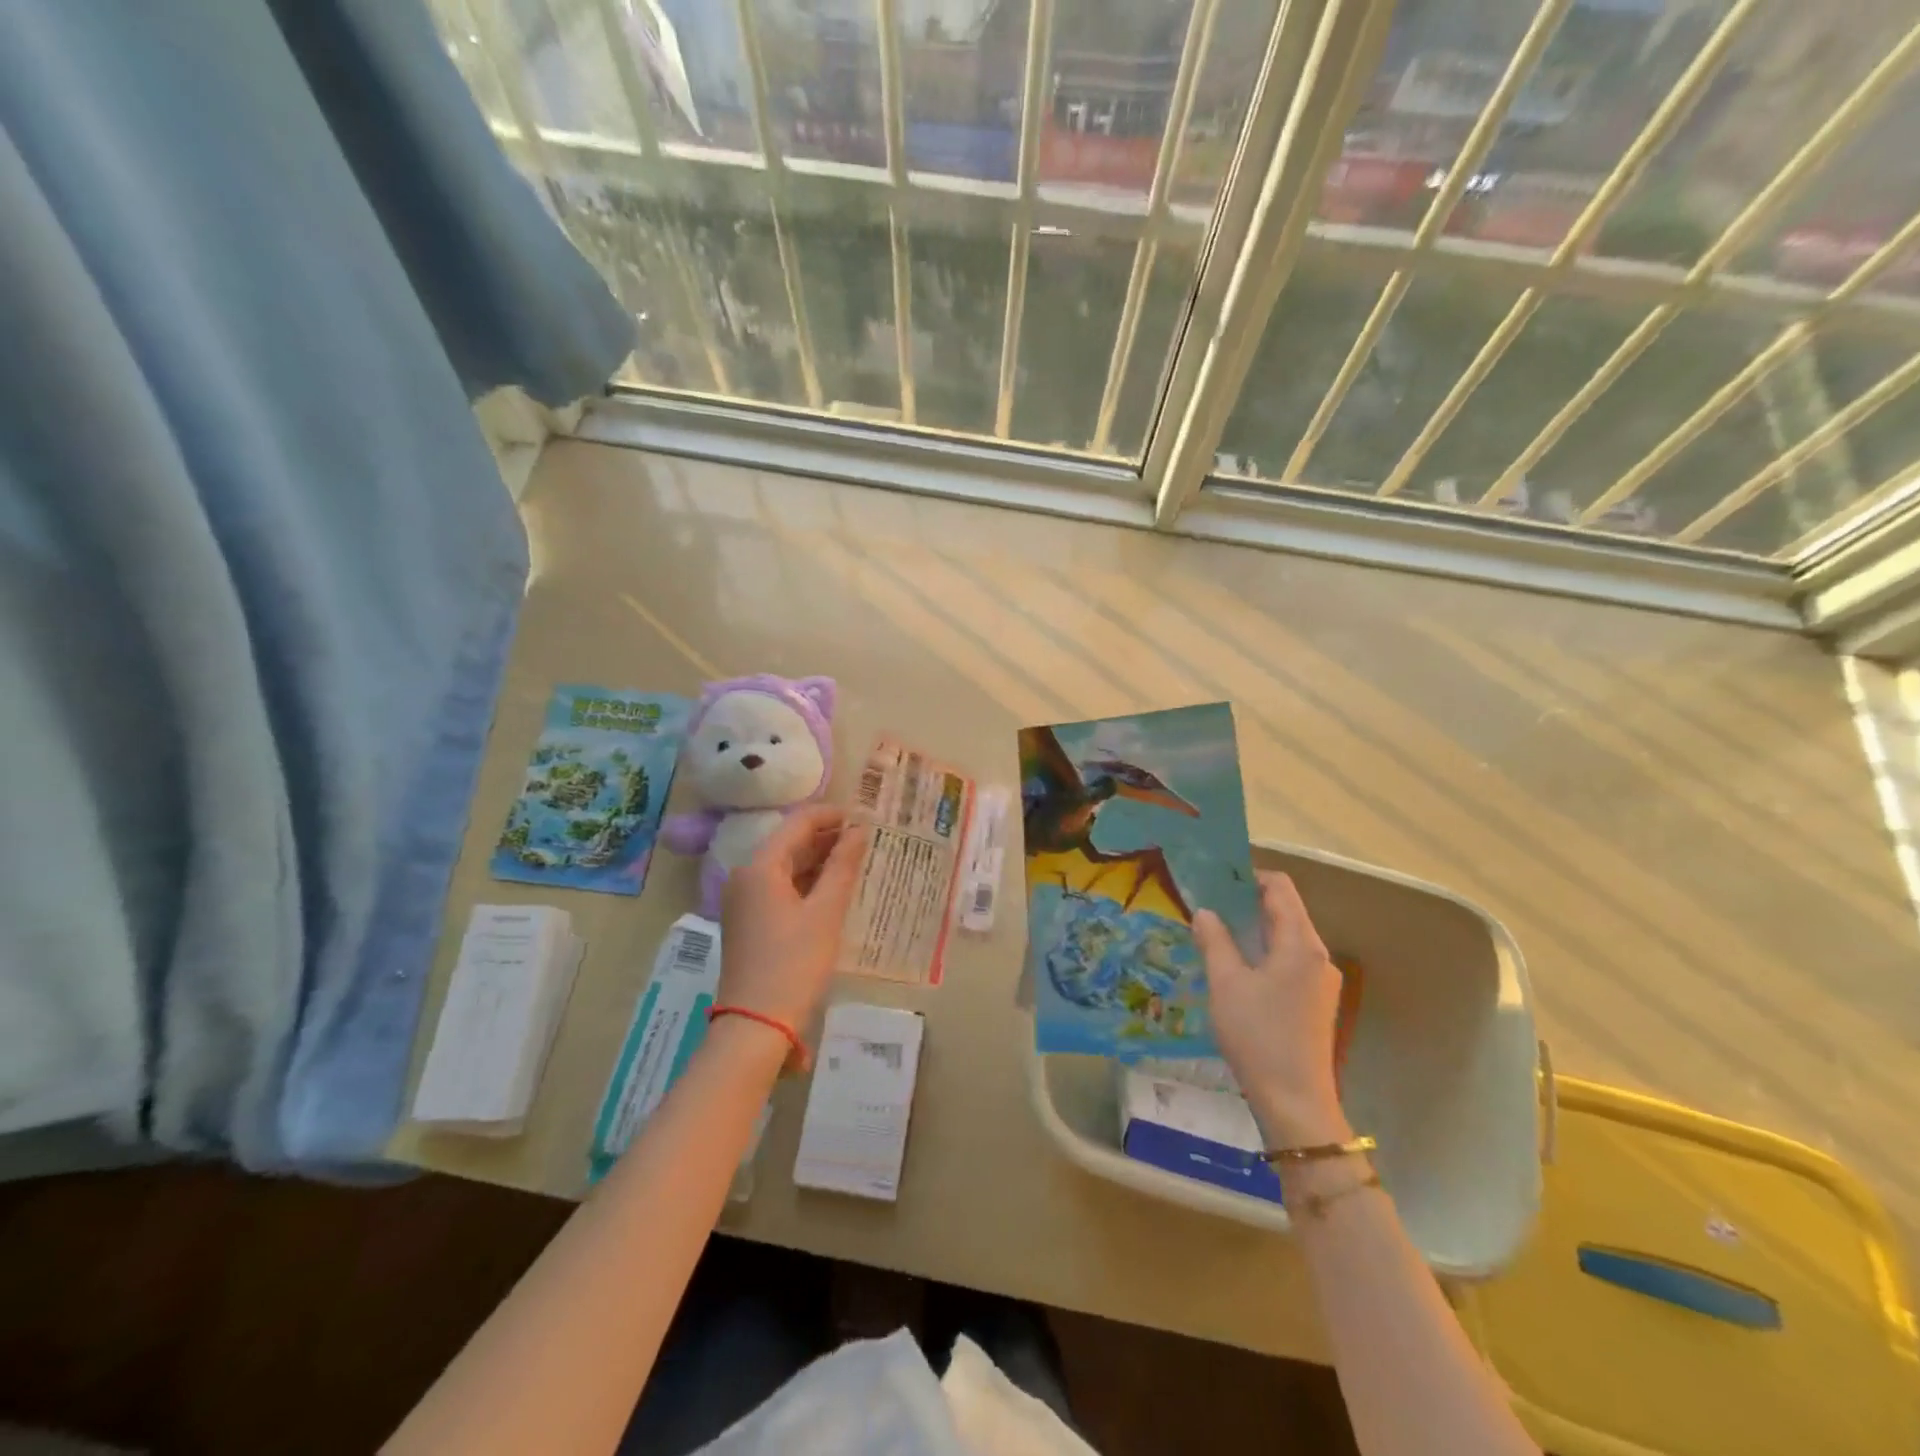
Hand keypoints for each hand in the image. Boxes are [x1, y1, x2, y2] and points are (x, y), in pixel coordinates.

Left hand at [717, 805, 867, 1046]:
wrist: (756, 1025)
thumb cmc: (794, 964)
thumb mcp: (825, 912)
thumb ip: (843, 866)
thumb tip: (860, 829)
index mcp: (760, 867)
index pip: (798, 823)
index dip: (832, 815)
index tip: (866, 817)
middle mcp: (746, 876)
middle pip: (790, 843)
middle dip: (828, 838)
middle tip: (868, 840)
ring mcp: (744, 900)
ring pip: (786, 867)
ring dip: (819, 861)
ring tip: (857, 861)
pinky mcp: (749, 922)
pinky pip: (781, 889)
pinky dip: (807, 884)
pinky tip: (834, 890)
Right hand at [1193, 872, 1352, 1147]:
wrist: (1295, 1103)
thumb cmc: (1258, 1035)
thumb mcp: (1226, 983)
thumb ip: (1214, 940)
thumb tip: (1205, 912)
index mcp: (1300, 943)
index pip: (1280, 888)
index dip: (1249, 876)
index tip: (1215, 880)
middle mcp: (1318, 955)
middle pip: (1286, 910)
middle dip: (1247, 902)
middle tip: (1208, 902)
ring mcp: (1320, 981)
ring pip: (1286, 937)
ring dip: (1254, 928)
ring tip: (1216, 931)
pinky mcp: (1315, 1002)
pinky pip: (1289, 961)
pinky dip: (1263, 952)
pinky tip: (1236, 967)